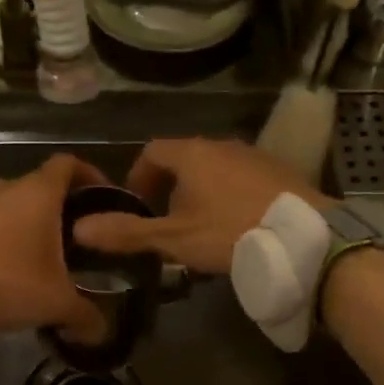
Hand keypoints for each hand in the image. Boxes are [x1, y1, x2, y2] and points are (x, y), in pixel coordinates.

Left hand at [0, 154, 107, 342]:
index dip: (89, 175)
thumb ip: (84, 314)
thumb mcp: (54, 302)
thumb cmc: (5, 279)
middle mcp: (9, 187)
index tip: (102, 197)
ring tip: (45, 255)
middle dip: (63, 208)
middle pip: (43, 185)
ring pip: (16, 204)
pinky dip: (6, 235)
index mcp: (39, 192)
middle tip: (79, 237)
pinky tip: (11, 265)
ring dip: (32, 222)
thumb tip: (101, 331)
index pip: (69, 163)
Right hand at [71, 138, 328, 274]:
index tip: (137, 205)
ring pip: (214, 168)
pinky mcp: (280, 171)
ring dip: (200, 191)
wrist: (304, 237)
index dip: (138, 176)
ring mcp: (254, 156)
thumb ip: (127, 233)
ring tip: (200, 226)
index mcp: (191, 154)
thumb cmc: (230, 232)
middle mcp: (222, 145)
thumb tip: (79, 229)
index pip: (152, 151)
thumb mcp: (174, 238)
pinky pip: (242, 177)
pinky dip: (229, 194)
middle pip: (184, 158)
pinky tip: (237, 224)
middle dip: (169, 187)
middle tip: (165, 221)